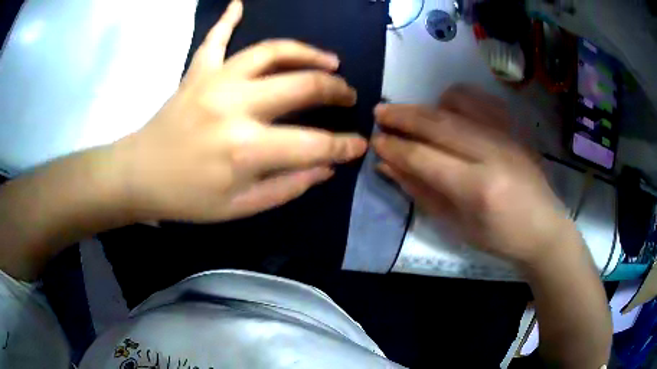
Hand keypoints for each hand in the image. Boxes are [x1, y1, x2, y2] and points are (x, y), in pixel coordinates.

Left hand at [114, 0, 366, 221]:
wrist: (139, 176)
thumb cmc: (187, 198)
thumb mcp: (240, 208)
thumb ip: (287, 186)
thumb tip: (326, 167)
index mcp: (246, 149)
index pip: (314, 143)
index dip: (344, 145)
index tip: (359, 144)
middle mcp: (235, 106)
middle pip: (302, 85)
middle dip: (336, 91)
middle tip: (348, 96)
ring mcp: (214, 82)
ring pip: (270, 51)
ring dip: (306, 52)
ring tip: (327, 60)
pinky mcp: (196, 73)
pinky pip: (215, 39)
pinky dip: (228, 19)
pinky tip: (238, 4)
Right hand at [373, 85, 572, 265]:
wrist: (543, 228)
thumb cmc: (499, 238)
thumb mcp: (456, 225)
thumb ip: (420, 191)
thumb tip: (388, 165)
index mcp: (476, 189)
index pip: (424, 157)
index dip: (395, 147)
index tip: (375, 141)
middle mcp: (492, 153)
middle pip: (438, 123)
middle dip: (403, 116)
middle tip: (379, 112)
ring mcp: (506, 135)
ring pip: (457, 104)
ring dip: (426, 105)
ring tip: (410, 113)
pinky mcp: (514, 128)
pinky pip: (480, 100)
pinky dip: (456, 99)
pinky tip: (447, 109)